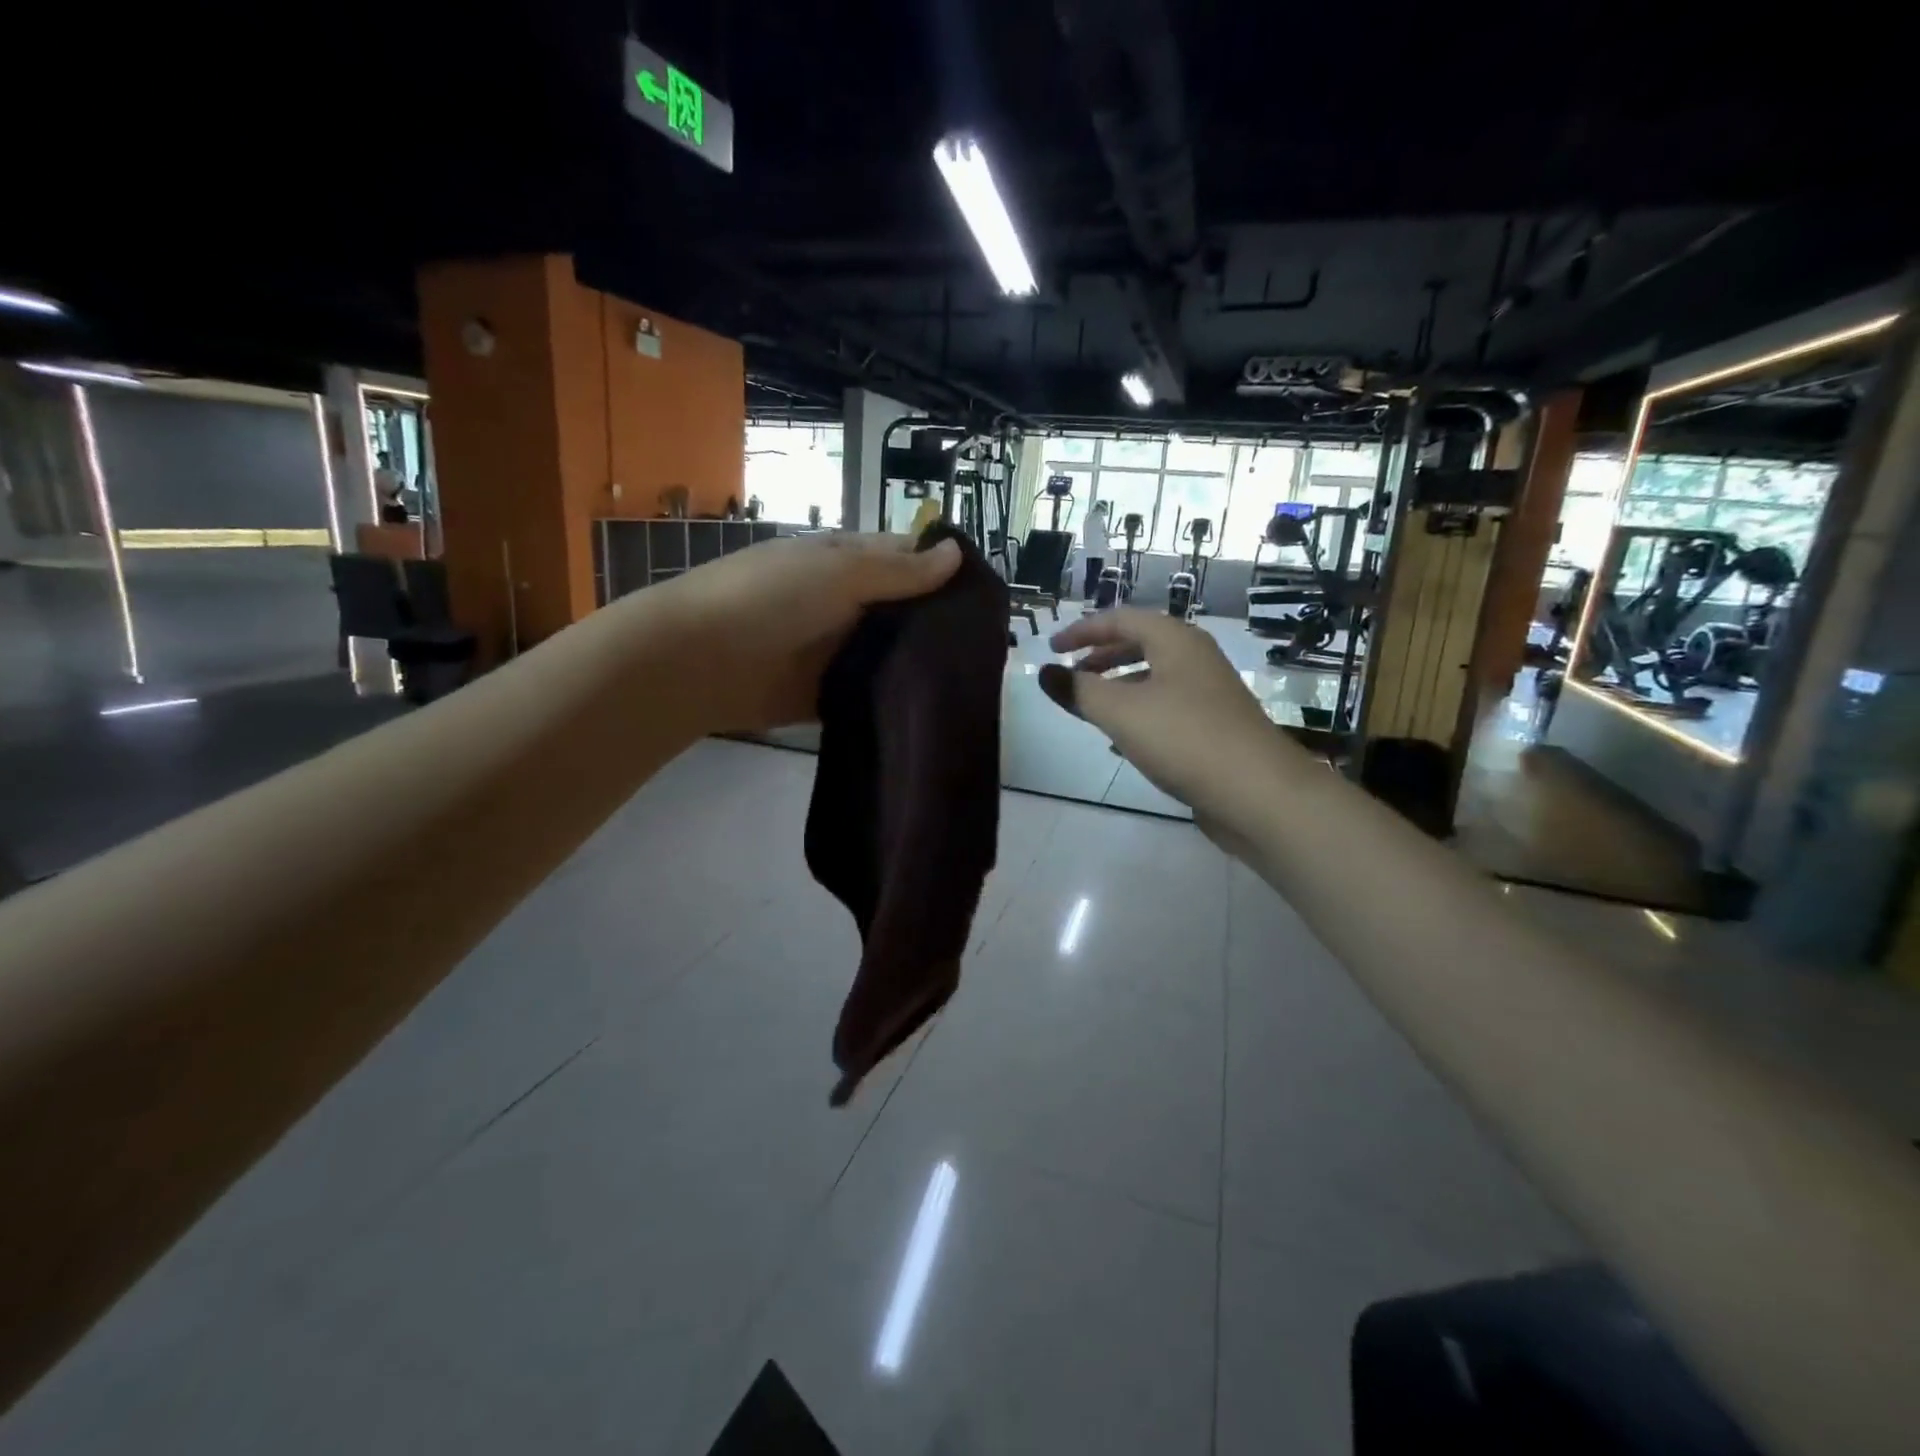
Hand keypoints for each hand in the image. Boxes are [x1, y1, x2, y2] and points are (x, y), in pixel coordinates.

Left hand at [658, 531, 962, 731]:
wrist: (699, 661)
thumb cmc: (768, 598)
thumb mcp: (839, 571)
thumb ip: (899, 570)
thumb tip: (957, 554)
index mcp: (848, 563)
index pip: (908, 560)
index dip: (946, 572)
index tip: (990, 597)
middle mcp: (849, 604)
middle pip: (906, 611)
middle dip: (942, 624)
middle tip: (991, 647)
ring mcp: (839, 651)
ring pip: (893, 653)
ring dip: (924, 663)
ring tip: (976, 680)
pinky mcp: (831, 693)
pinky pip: (872, 692)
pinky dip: (898, 697)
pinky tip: (936, 708)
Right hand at [1039, 609, 1284, 818]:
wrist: (1258, 793)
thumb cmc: (1184, 738)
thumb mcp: (1121, 712)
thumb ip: (1078, 691)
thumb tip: (1045, 672)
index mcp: (1175, 641)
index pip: (1121, 619)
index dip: (1082, 630)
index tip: (1051, 648)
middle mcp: (1195, 659)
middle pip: (1140, 645)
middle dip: (1101, 657)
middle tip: (1071, 676)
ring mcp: (1209, 694)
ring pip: (1153, 678)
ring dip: (1118, 687)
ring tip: (1090, 708)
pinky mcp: (1214, 727)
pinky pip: (1166, 708)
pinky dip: (1137, 714)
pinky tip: (1121, 741)